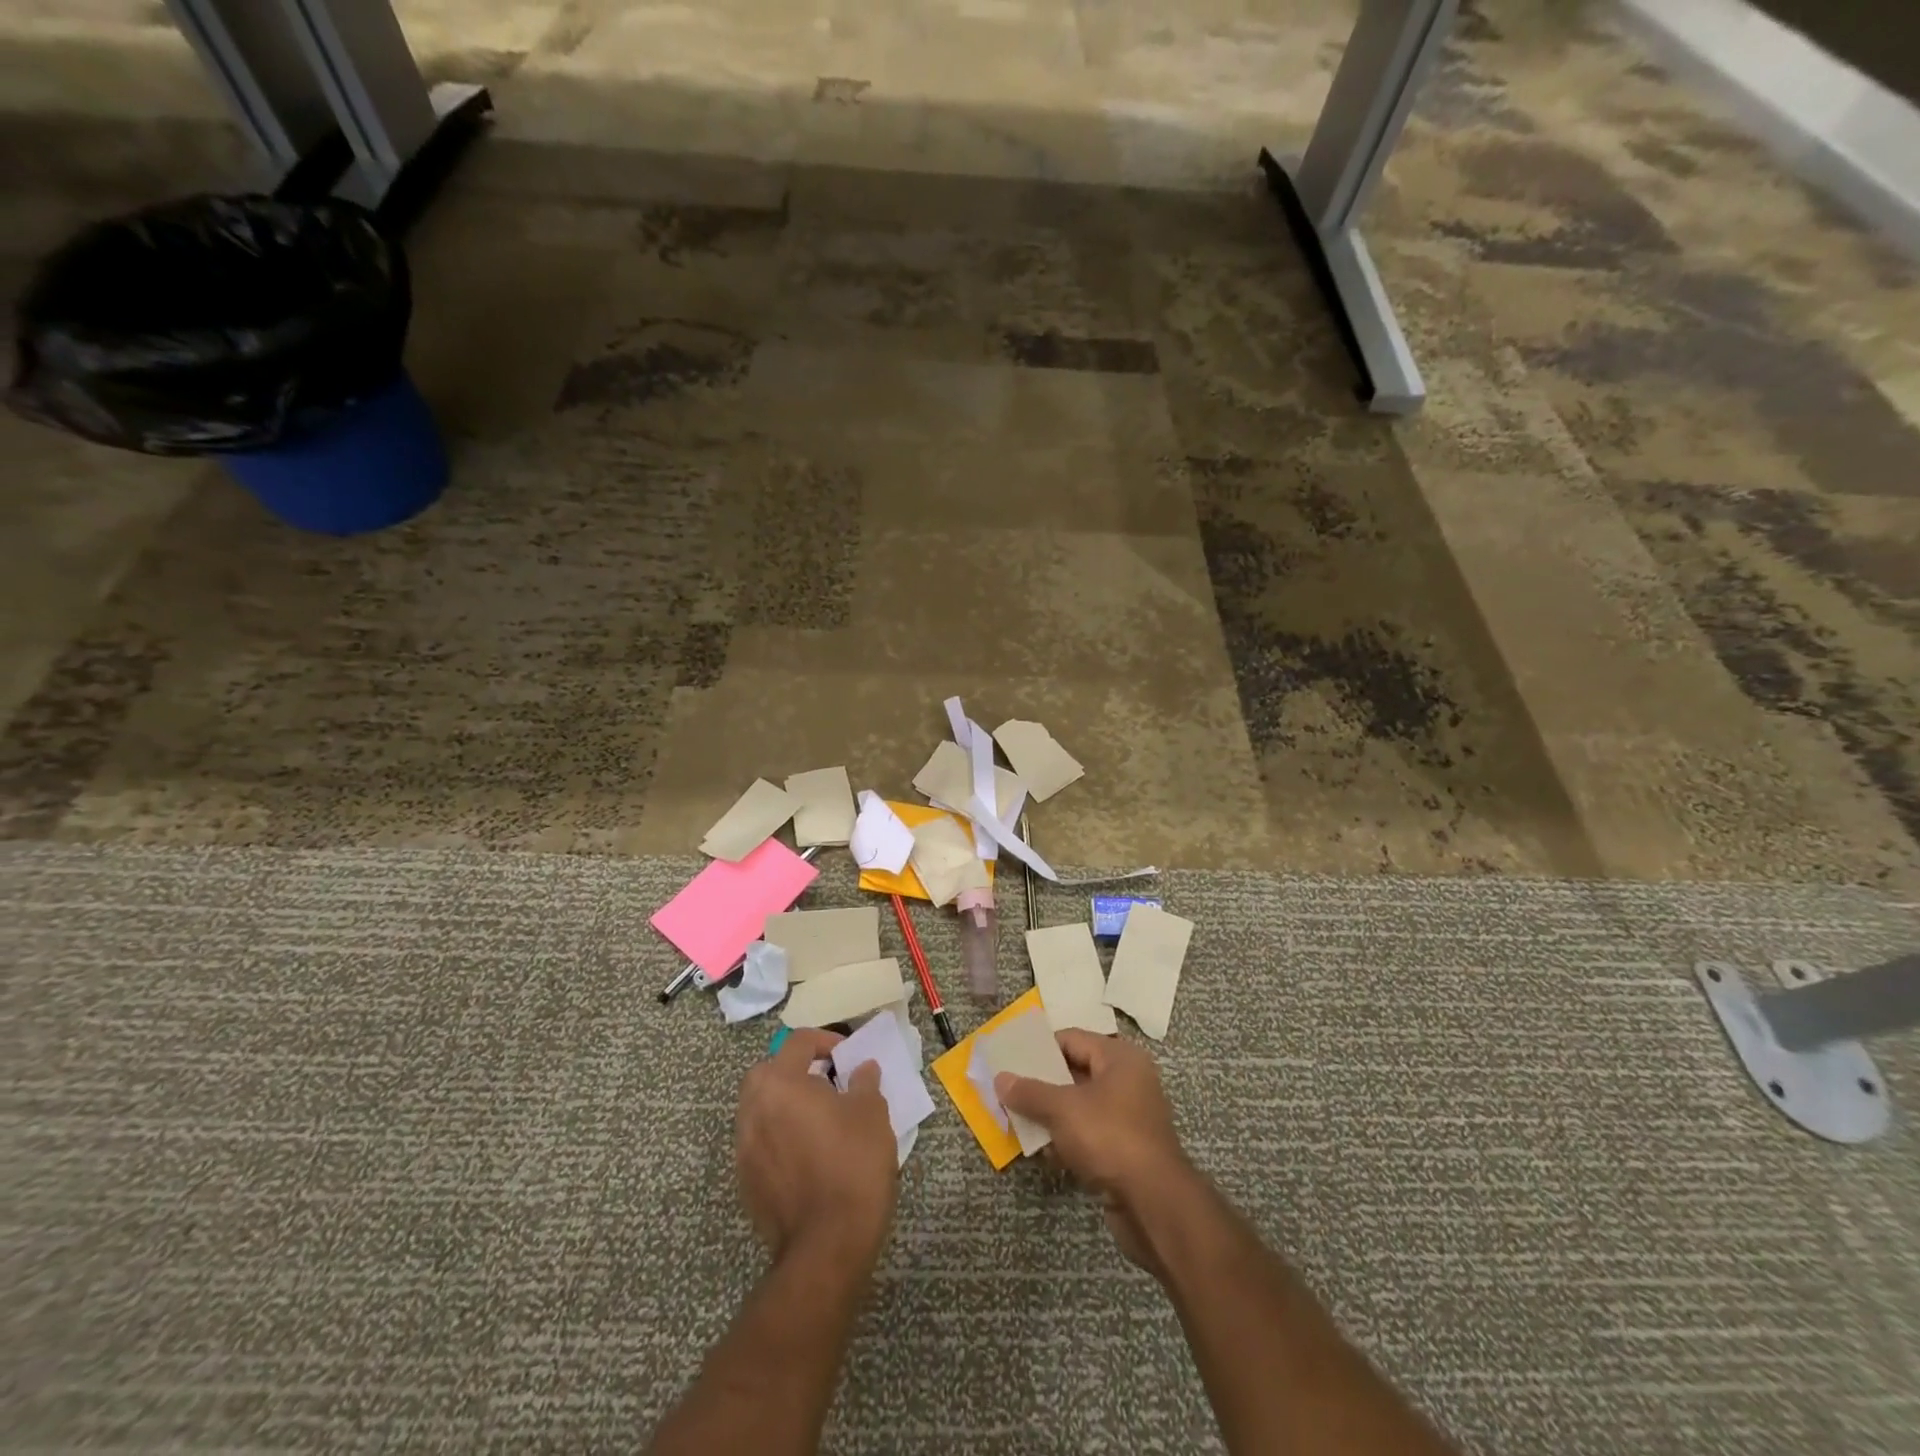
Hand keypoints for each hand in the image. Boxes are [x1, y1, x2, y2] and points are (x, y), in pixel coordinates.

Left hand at [735, 1030, 898, 1264]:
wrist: (826, 1246)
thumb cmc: (852, 1165)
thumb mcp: (872, 1113)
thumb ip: (864, 1082)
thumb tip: (862, 1069)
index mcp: (780, 1084)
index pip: (797, 1042)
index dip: (826, 1041)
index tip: (847, 1057)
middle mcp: (753, 1109)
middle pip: (768, 1072)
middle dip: (795, 1070)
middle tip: (826, 1083)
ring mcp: (744, 1148)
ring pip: (760, 1108)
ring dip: (785, 1104)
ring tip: (819, 1119)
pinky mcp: (745, 1181)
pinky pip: (760, 1141)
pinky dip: (779, 1136)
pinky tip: (808, 1153)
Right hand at [994, 1031, 1191, 1271]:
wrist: (1154, 1204)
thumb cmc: (1109, 1138)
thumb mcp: (1063, 1109)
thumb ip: (1030, 1092)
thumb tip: (1000, 1078)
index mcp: (1119, 1058)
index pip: (1071, 1039)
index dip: (1040, 1048)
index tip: (1010, 1061)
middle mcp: (1128, 1080)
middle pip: (1076, 1072)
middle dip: (1043, 1084)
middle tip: (1009, 1090)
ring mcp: (1129, 1116)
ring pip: (1081, 1106)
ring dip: (1052, 1115)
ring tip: (1019, 1121)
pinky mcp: (1127, 1149)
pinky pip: (1090, 1134)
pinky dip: (1068, 1140)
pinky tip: (1045, 1152)